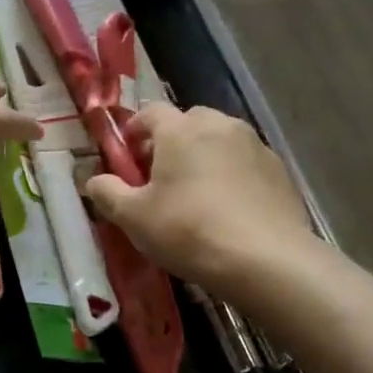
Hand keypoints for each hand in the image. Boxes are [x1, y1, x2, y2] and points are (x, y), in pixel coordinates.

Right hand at [84, 104, 316, 290]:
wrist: (265, 260)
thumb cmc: (188, 231)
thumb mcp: (133, 218)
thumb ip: (107, 193)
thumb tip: (93, 180)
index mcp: (180, 130)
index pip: (151, 112)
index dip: (135, 130)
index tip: (128, 157)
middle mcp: (220, 126)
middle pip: (189, 121)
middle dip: (172, 141)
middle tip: (161, 176)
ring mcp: (255, 146)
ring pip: (220, 140)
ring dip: (204, 156)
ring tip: (196, 193)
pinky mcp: (279, 171)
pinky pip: (245, 162)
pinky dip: (232, 174)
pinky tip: (228, 208)